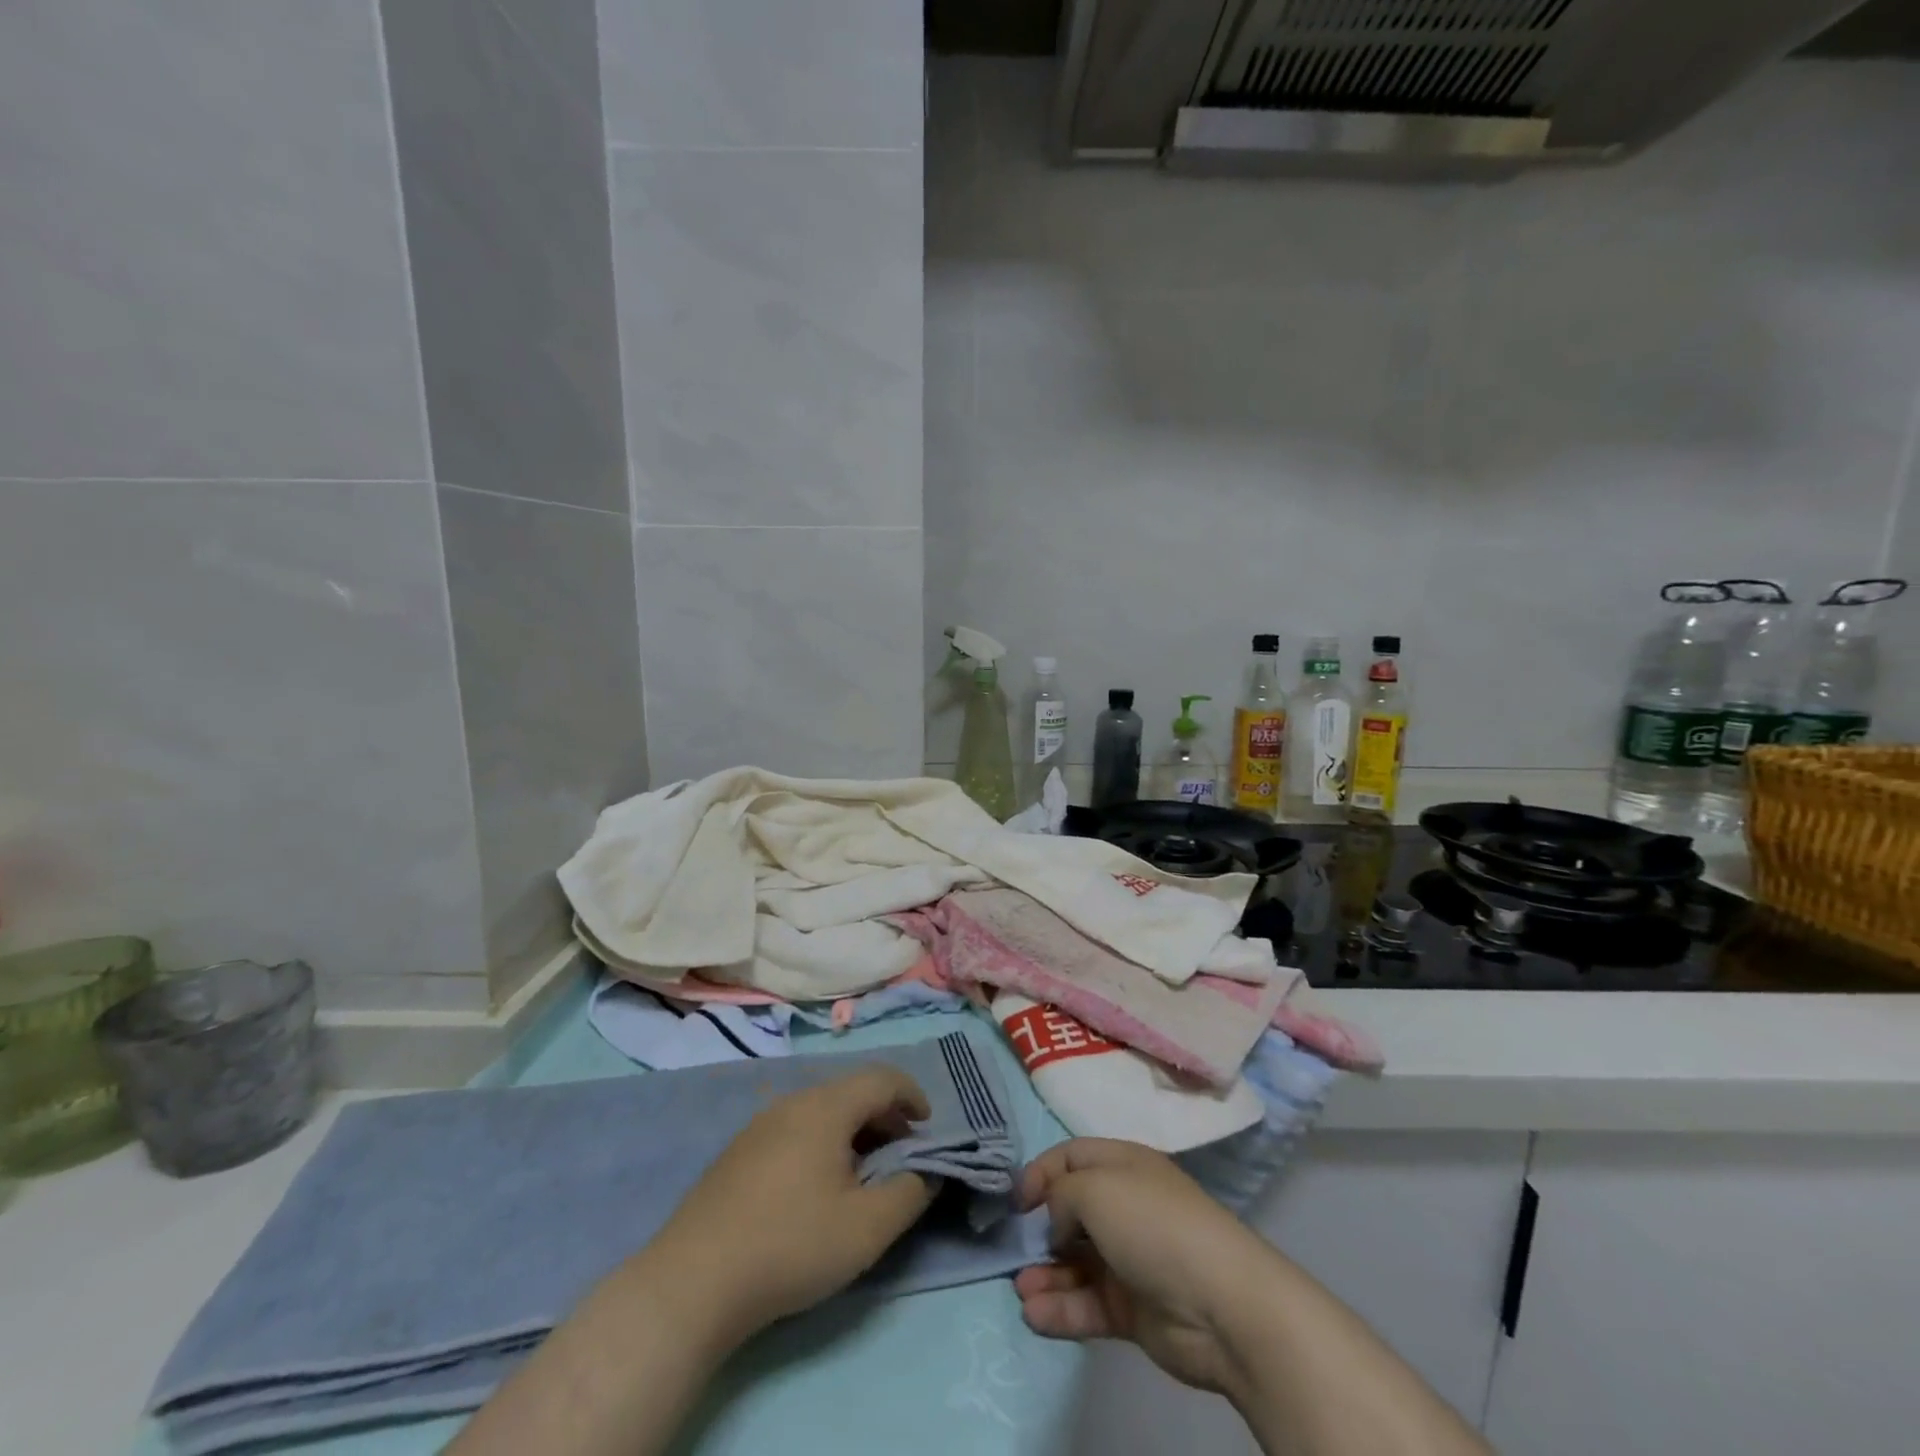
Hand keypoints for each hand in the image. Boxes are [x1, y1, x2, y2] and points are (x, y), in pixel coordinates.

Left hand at [643, 1067, 936, 1348]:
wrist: (693, 1282)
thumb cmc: (791, 1245)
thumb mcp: (867, 1228)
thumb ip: (909, 1193)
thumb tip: (927, 1172)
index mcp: (826, 1107)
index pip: (882, 1078)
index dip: (912, 1096)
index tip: (927, 1128)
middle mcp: (793, 1102)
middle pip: (851, 1092)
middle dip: (885, 1117)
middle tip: (901, 1156)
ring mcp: (760, 1125)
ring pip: (822, 1111)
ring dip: (853, 1132)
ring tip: (863, 1175)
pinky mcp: (738, 1153)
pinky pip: (795, 1130)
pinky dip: (823, 1144)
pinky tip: (817, 1188)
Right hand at [1013, 1138, 1281, 1394]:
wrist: (1221, 1305)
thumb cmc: (1153, 1225)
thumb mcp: (1095, 1188)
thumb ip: (1060, 1195)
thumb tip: (1057, 1223)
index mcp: (1122, 1166)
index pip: (1071, 1158)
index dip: (1040, 1173)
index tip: (1015, 1201)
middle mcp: (1125, 1207)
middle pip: (1071, 1212)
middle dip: (1039, 1229)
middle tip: (1014, 1249)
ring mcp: (1129, 1260)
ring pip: (1075, 1263)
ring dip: (1045, 1275)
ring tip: (1021, 1289)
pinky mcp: (1132, 1309)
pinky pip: (1087, 1304)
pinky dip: (1060, 1309)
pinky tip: (1034, 1315)